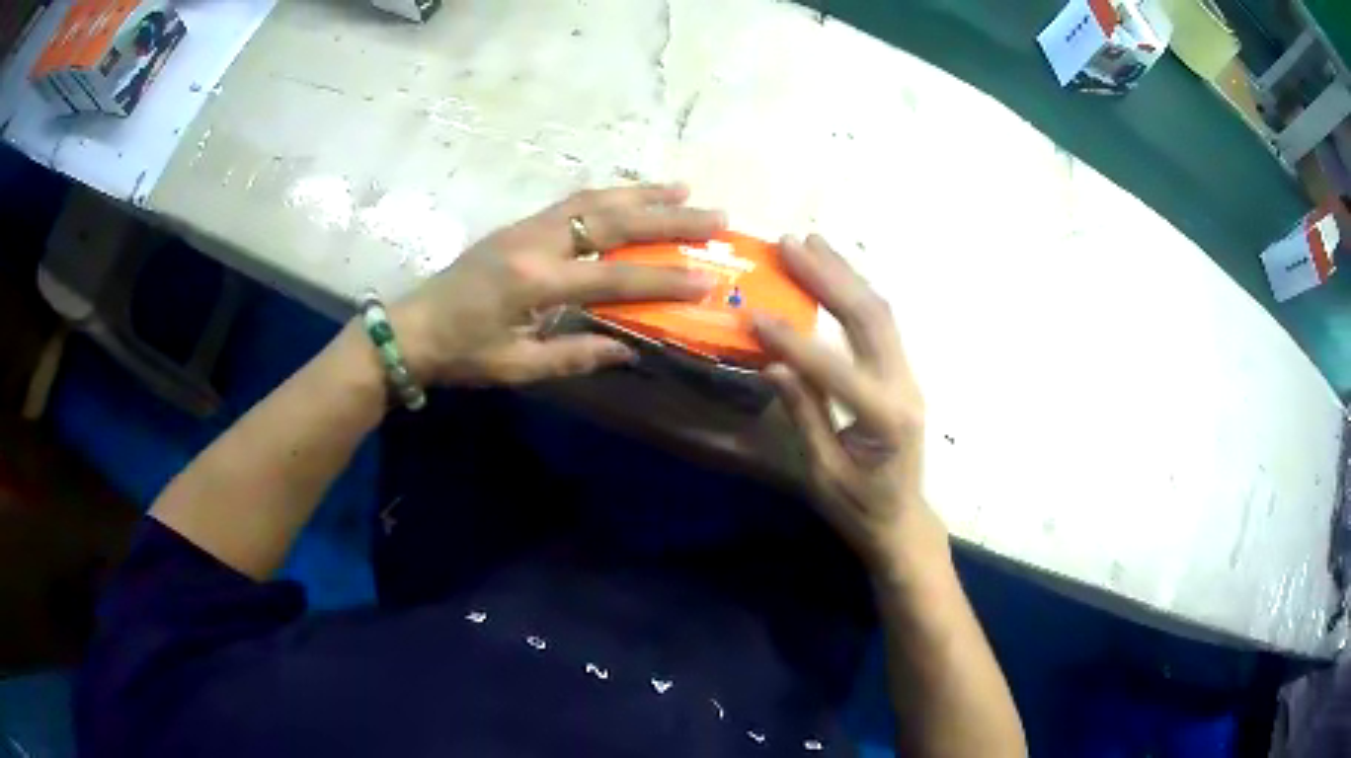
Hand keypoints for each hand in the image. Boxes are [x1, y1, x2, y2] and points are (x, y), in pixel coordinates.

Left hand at [390, 184, 724, 385]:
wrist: (413, 326)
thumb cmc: (462, 353)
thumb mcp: (517, 366)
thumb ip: (575, 355)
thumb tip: (629, 349)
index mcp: (535, 283)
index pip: (613, 277)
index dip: (662, 280)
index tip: (706, 278)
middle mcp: (537, 243)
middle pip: (613, 222)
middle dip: (668, 218)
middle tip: (714, 214)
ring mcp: (527, 227)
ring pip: (595, 200)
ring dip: (643, 194)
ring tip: (684, 189)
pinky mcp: (520, 224)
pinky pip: (574, 201)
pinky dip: (611, 195)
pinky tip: (633, 196)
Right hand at [752, 235, 942, 575]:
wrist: (901, 517)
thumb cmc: (859, 506)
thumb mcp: (823, 472)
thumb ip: (805, 416)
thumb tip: (774, 365)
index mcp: (884, 419)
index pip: (836, 369)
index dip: (794, 341)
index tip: (754, 314)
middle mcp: (903, 387)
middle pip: (870, 318)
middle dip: (829, 278)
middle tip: (790, 244)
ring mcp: (907, 375)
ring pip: (880, 312)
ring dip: (844, 274)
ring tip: (811, 242)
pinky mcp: (901, 372)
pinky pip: (881, 323)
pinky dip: (855, 292)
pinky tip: (832, 272)